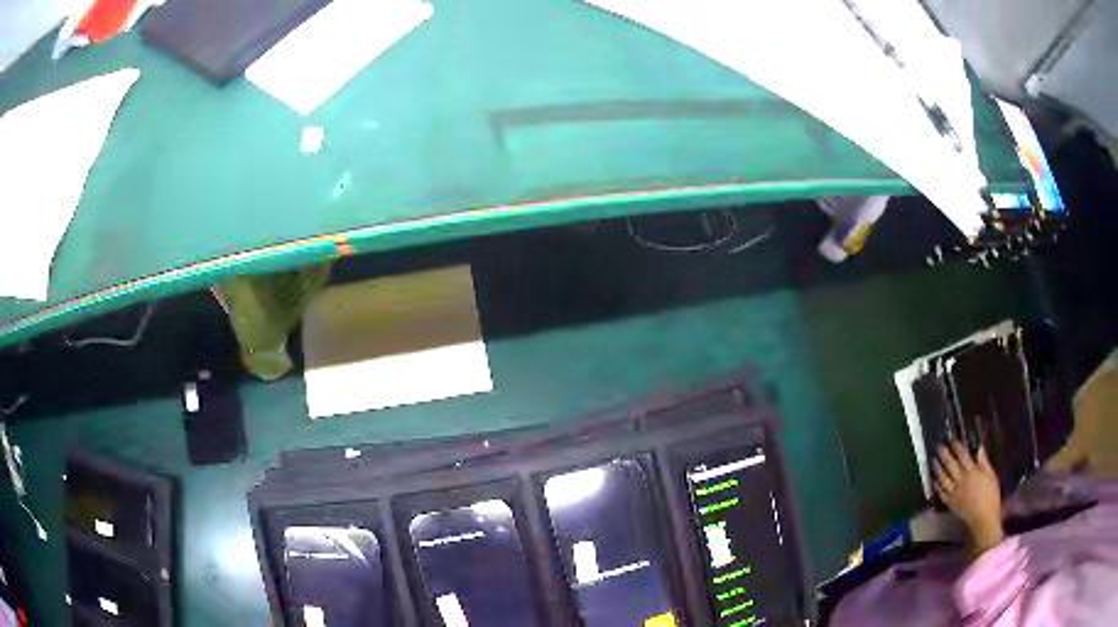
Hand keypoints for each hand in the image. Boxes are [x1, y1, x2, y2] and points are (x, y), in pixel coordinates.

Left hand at [934, 441, 1003, 553]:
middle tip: (939, 447)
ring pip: (943, 478)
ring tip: (934, 461)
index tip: (952, 441)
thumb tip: (979, 448)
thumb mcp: (991, 476)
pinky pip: (941, 493)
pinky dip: (937, 485)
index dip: (957, 447)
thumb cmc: (991, 496)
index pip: (963, 456)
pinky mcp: (950, 503)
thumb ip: (984, 462)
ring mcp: (954, 493)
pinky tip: (934, 480)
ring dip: (937, 469)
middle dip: (944, 455)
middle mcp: (961, 481)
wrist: (983, 519)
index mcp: (972, 473)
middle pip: (950, 465)